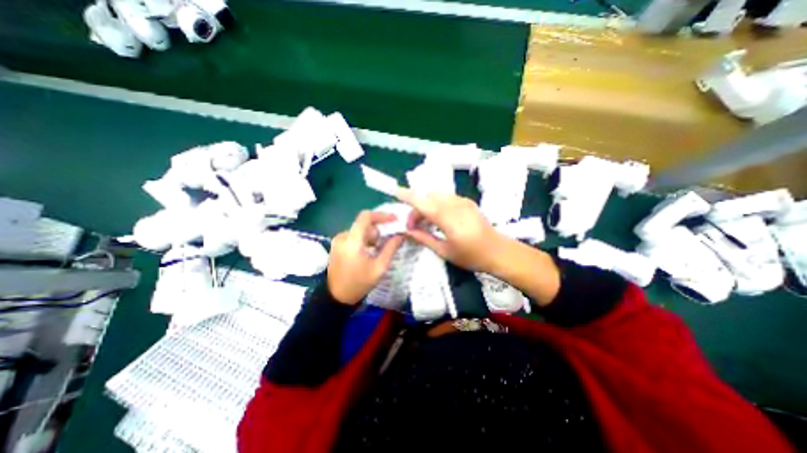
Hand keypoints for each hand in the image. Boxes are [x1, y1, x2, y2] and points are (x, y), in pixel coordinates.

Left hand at [326, 211, 402, 304]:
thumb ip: (390, 248)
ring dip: (370, 236)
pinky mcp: (336, 245)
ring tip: (374, 251)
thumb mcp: (379, 267)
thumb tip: (401, 235)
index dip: (381, 215)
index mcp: (353, 241)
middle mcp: (343, 236)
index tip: (394, 220)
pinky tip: (366, 253)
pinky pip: (353, 236)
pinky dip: (363, 240)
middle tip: (383, 244)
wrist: (336, 297)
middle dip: (377, 231)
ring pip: (359, 230)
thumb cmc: (359, 283)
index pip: (366, 216)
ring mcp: (338, 240)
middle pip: (364, 224)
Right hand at [397, 188, 502, 272]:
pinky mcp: (467, 201)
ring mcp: (463, 201)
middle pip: (428, 198)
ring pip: (437, 196)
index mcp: (449, 220)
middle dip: (416, 208)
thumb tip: (408, 231)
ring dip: (426, 205)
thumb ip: (424, 238)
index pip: (424, 203)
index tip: (396, 192)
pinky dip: (436, 204)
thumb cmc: (471, 256)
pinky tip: (437, 217)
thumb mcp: (444, 251)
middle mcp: (456, 205)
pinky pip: (446, 197)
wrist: (499, 251)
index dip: (409, 196)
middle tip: (413, 225)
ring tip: (424, 222)